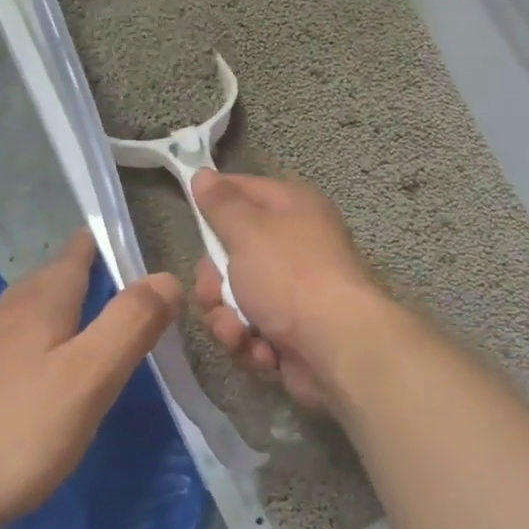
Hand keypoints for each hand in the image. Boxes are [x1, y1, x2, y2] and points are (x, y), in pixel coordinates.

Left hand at [0, 229, 180, 528]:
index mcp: (42, 300)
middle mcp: (6, 311)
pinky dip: (42, 348)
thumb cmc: (5, 432)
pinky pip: (14, 348)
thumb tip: (168, 276)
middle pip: (56, 279)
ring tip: (99, 331)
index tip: (146, 249)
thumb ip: (129, 325)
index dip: (113, 242)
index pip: (81, 249)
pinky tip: (46, 379)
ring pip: (34, 314)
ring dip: (68, 313)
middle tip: (137, 295)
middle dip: (95, 277)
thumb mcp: (85, 378)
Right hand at [190, 169, 386, 414]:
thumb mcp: (248, 232)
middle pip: (231, 255)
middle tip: (215, 293)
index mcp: (293, 208)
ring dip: (228, 320)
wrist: (339, 347)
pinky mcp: (290, 332)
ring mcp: (293, 292)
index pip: (243, 190)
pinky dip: (252, 344)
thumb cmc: (291, 277)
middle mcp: (295, 245)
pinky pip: (252, 332)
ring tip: (239, 333)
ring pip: (235, 300)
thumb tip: (203, 174)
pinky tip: (263, 353)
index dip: (214, 201)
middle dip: (214, 283)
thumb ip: (221, 205)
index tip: (190, 214)